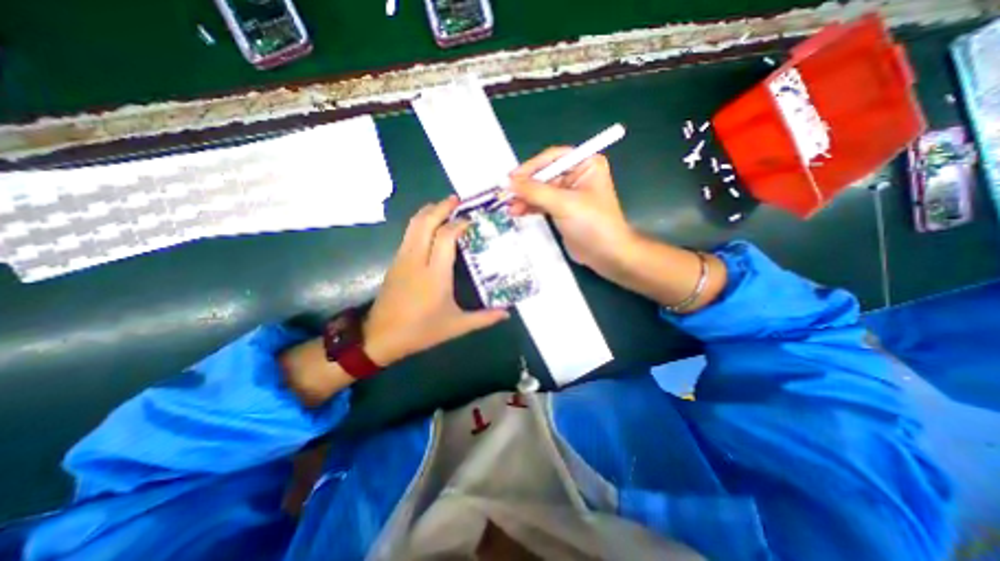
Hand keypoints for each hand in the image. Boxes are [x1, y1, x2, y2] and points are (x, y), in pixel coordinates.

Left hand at [365, 195, 510, 364]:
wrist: (380, 337)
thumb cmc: (421, 331)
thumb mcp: (456, 326)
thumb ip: (484, 318)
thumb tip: (507, 314)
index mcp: (435, 274)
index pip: (446, 237)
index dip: (459, 224)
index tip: (472, 220)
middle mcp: (417, 260)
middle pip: (426, 222)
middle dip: (441, 207)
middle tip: (457, 199)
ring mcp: (403, 259)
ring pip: (414, 225)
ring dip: (428, 211)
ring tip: (443, 206)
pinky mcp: (395, 262)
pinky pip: (408, 234)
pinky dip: (420, 222)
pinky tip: (429, 225)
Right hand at [508, 147, 727, 314]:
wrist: (606, 254)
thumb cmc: (592, 224)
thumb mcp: (564, 204)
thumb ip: (535, 191)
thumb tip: (507, 182)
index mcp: (585, 164)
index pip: (553, 158)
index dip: (531, 167)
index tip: (511, 178)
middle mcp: (577, 175)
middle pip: (544, 174)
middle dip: (526, 186)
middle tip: (506, 194)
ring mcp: (569, 194)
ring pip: (541, 190)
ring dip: (525, 198)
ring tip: (509, 208)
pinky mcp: (562, 210)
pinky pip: (542, 204)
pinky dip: (530, 207)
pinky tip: (517, 212)